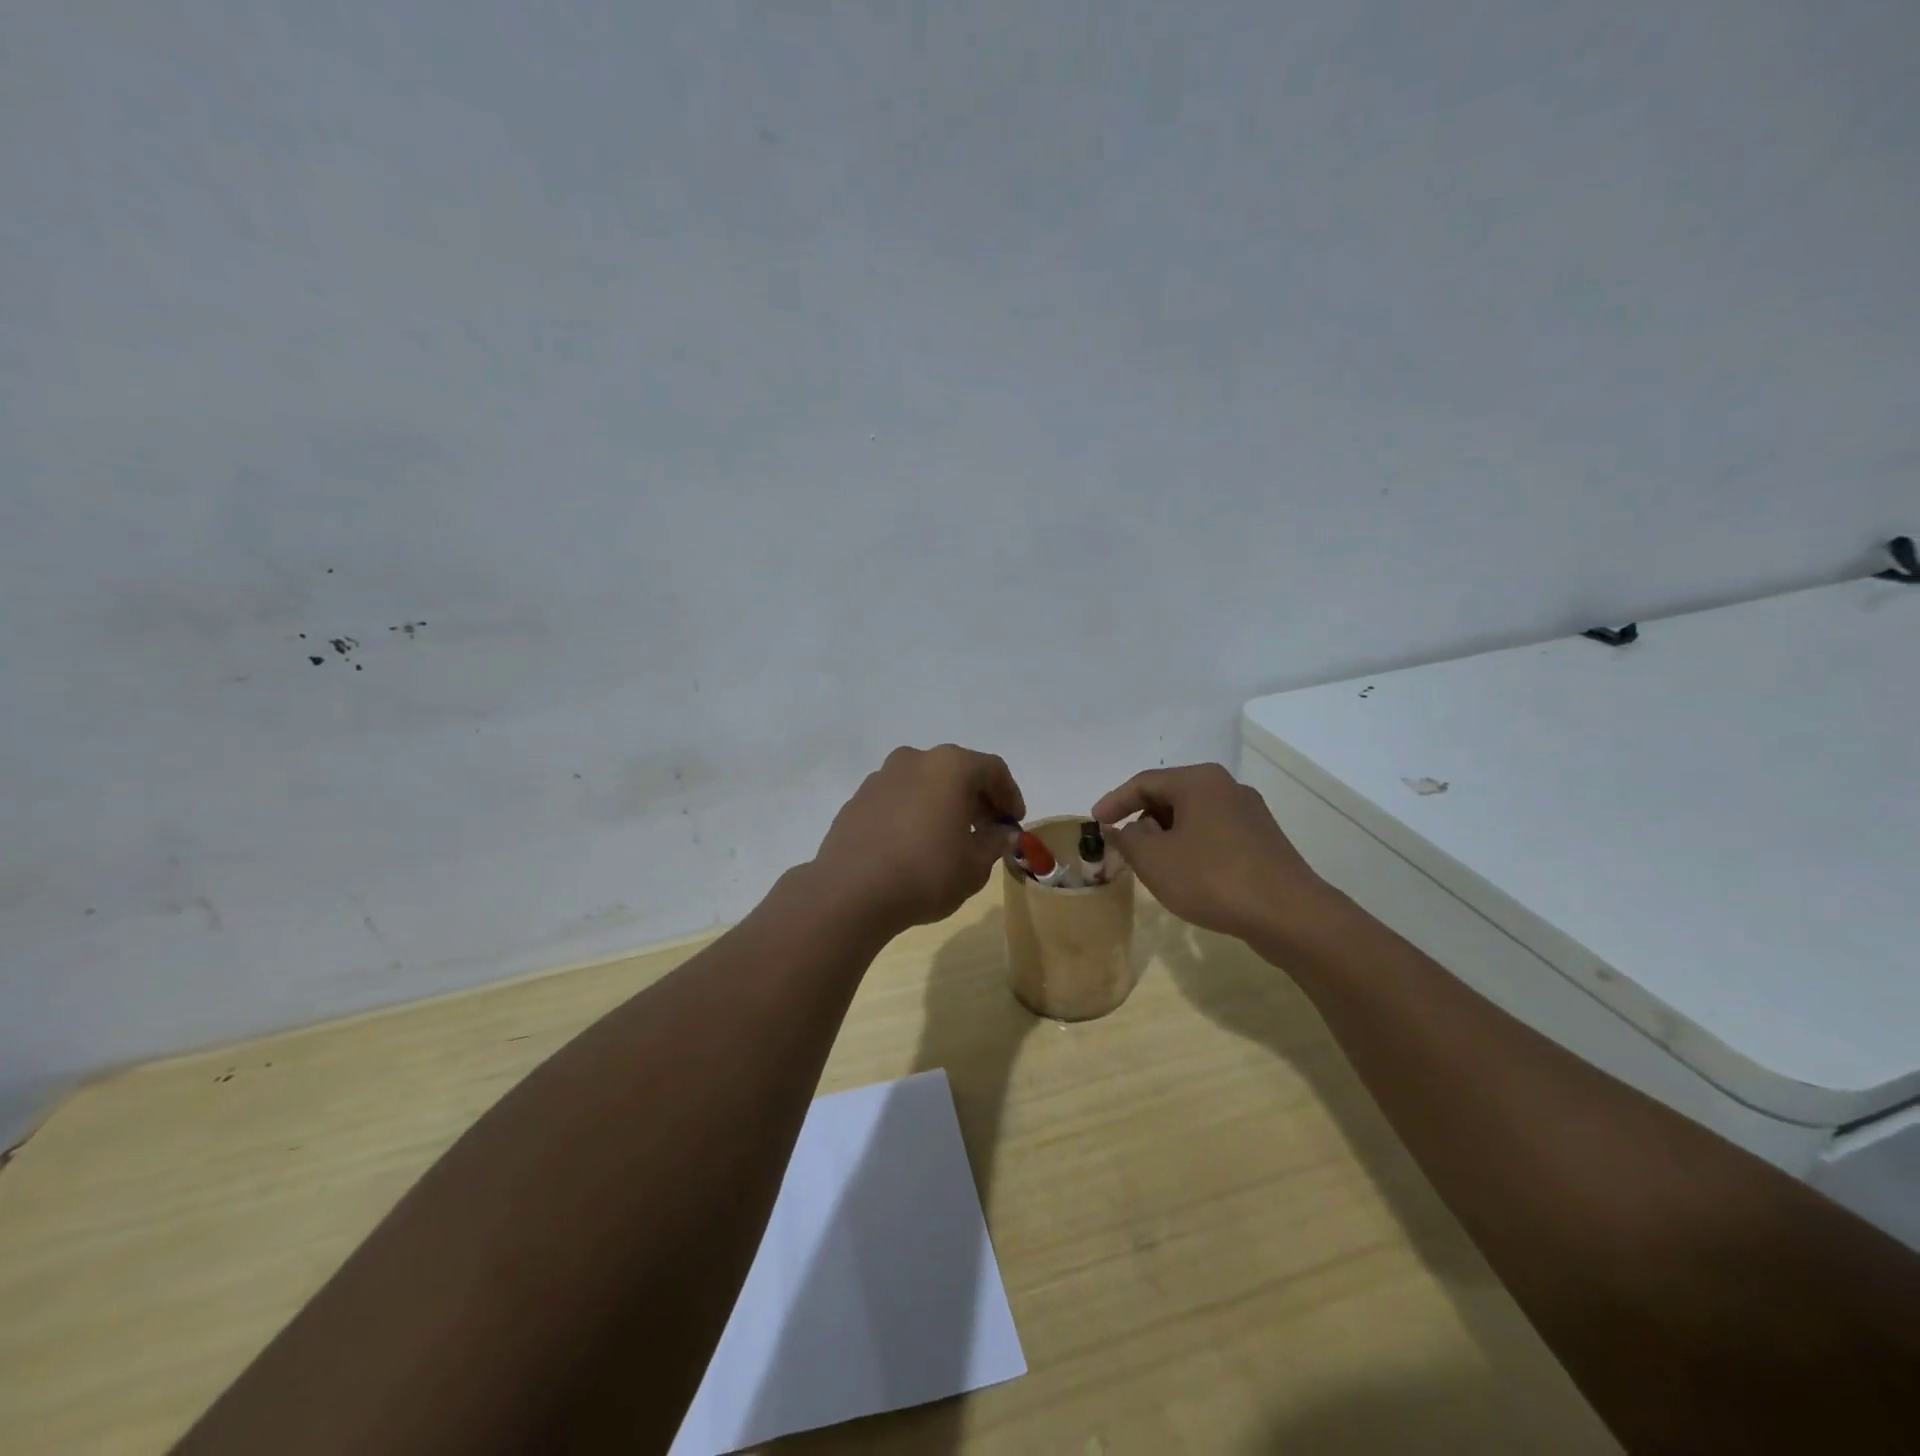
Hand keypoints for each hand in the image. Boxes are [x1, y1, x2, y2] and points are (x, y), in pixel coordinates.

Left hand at [813, 745, 1025, 935]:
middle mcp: (914, 760)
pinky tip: (914, 845)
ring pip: (924, 783)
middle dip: (977, 799)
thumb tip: (1002, 833)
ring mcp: (880, 778)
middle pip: (957, 772)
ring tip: (950, 839)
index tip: (1014, 823)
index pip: (992, 769)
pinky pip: (898, 799)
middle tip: (987, 831)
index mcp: (949, 766)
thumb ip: (995, 842)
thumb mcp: (975, 865)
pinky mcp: (857, 800)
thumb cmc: (925, 874)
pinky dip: (914, 813)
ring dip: (943, 804)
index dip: (1010, 795)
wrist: (849, 893)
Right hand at [1093, 763, 1329, 943]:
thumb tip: (1119, 829)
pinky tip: (1186, 873)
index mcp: (1198, 781)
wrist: (1288, 914)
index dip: (1114, 802)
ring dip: (1166, 835)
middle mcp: (1226, 787)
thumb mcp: (1154, 860)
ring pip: (1193, 816)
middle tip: (1121, 845)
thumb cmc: (1212, 878)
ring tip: (1150, 863)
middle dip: (1141, 819)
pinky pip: (1214, 833)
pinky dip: (1191, 846)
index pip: (1144, 782)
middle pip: (1170, 796)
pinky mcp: (1262, 839)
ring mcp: (1249, 813)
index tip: (1095, 823)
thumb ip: (1127, 840)